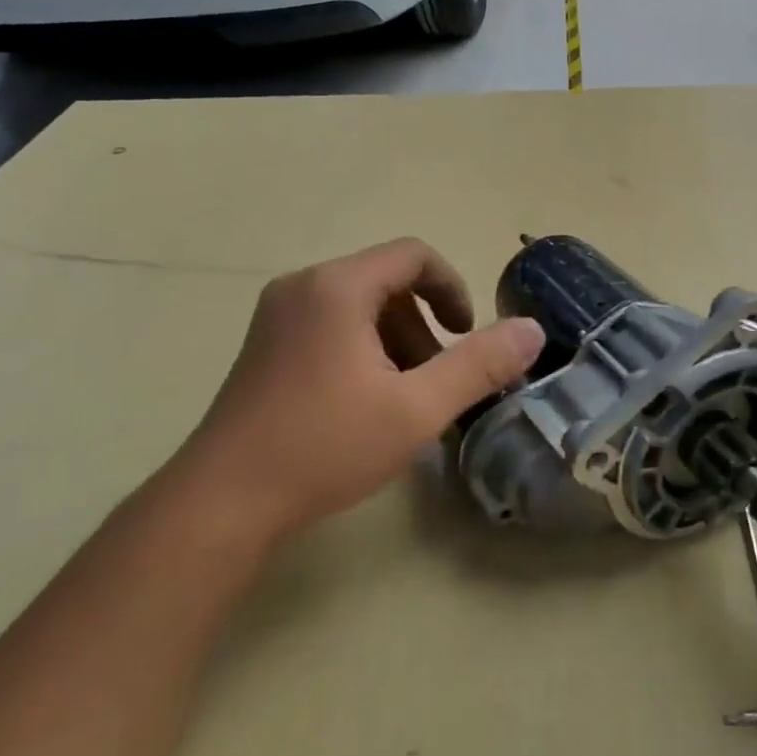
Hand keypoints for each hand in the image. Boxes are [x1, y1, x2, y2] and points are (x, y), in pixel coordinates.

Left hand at [157, 238, 543, 549]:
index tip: (466, 335)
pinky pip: (330, 329)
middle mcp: (302, 288)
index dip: (452, 287)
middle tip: (437, 382)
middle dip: (424, 327)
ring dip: (396, 343)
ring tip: (406, 401)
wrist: (224, 500)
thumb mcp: (417, 409)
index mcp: (337, 288)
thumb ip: (479, 365)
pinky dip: (363, 353)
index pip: (412, 255)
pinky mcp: (265, 348)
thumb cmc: (325, 446)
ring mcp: (276, 318)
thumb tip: (532, 330)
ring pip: (358, 309)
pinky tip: (366, 407)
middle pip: (385, 283)